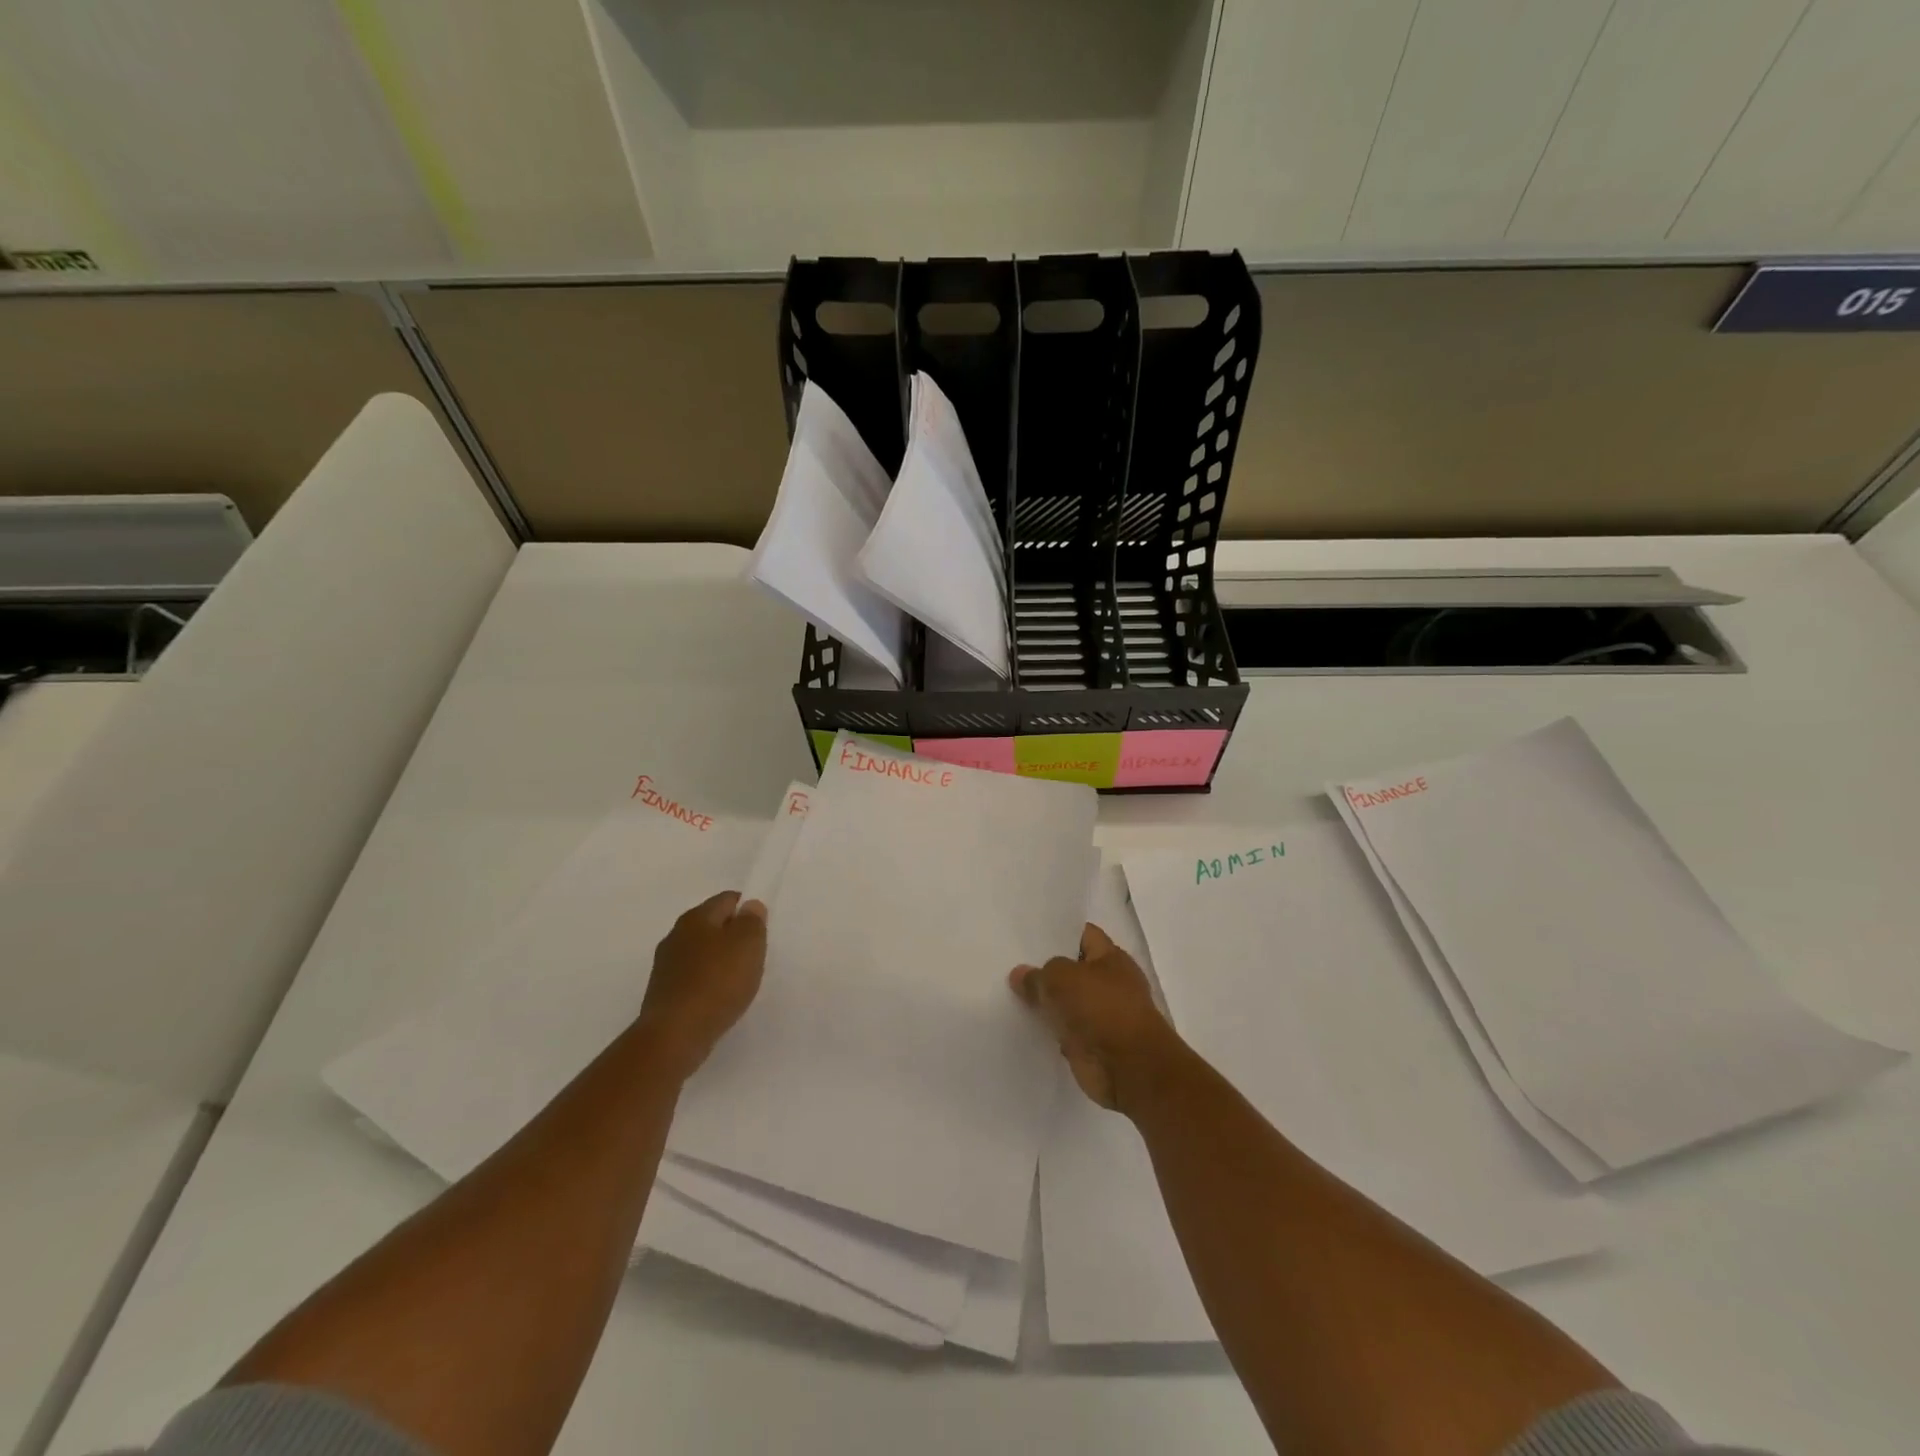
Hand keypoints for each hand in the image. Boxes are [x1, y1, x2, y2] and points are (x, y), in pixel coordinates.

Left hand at [636, 891, 767, 1077]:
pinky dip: (708, 982)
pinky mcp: (663, 993)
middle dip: (734, 936)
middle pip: (712, 925)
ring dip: (720, 961)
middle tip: (754, 955)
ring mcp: (666, 965)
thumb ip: (752, 921)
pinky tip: (719, 999)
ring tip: (739, 980)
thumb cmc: (717, 983)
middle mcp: (676, 935)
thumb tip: (749, 906)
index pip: (727, 899)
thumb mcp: (748, 945)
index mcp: (696, 917)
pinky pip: (693, 977)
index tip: (763, 930)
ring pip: (701, 952)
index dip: (748, 909)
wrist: (674, 1036)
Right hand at [1010, 923, 1183, 1113]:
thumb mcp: (1061, 979)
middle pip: (1073, 970)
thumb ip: (1038, 974)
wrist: (1128, 1068)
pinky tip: (1023, 1025)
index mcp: (1111, 957)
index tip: (1029, 935)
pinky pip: (1065, 1031)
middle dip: (1047, 970)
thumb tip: (1019, 974)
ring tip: (1010, 993)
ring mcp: (1103, 1016)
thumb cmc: (1100, 1009)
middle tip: (1011, 963)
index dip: (1059, 933)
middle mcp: (1110, 983)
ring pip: (1067, 1002)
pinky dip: (1050, 1031)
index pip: (1083, 935)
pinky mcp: (1093, 1045)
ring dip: (1047, 1003)